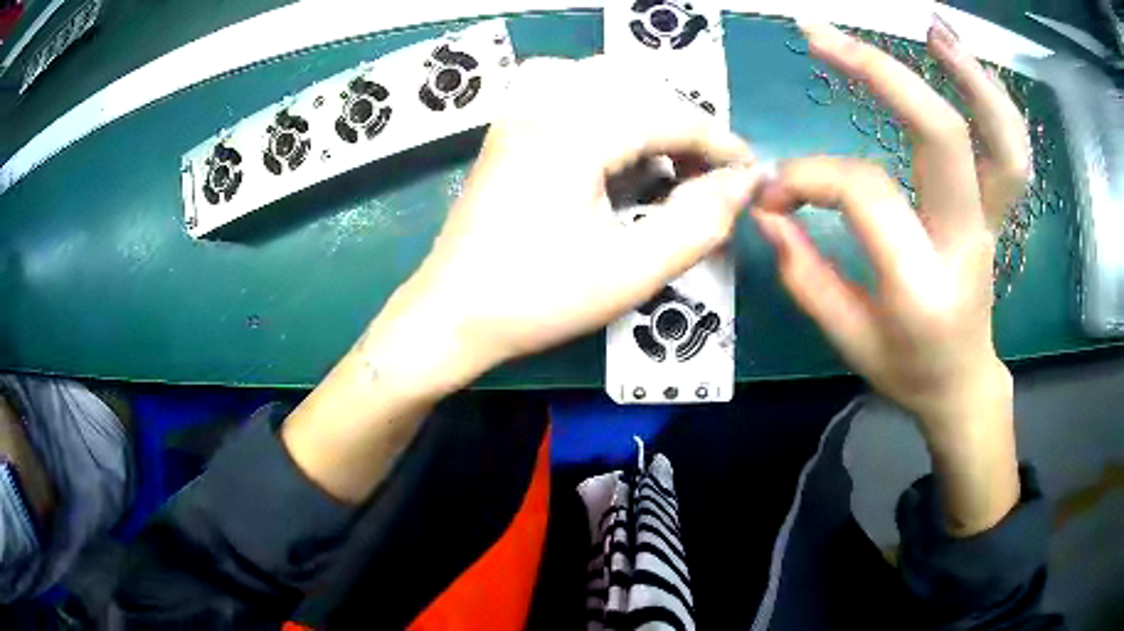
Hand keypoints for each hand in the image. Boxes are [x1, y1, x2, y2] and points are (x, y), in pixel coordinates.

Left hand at [372, 56, 761, 392]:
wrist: (450, 314)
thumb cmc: (536, 299)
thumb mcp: (630, 271)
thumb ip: (698, 223)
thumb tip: (742, 184)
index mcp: (575, 132)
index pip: (668, 116)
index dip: (718, 142)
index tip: (748, 172)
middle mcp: (544, 105)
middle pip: (639, 88)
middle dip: (685, 126)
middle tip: (707, 176)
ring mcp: (519, 112)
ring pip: (603, 80)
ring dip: (647, 110)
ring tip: (668, 160)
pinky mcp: (507, 128)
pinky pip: (568, 90)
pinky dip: (607, 106)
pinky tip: (613, 142)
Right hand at [751, 19, 1028, 533]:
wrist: (963, 382)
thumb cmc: (907, 369)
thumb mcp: (847, 338)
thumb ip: (804, 273)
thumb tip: (768, 207)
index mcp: (922, 286)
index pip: (865, 194)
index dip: (809, 174)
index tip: (774, 189)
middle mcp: (966, 242)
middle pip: (941, 136)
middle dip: (880, 72)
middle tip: (820, 36)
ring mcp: (992, 222)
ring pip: (1001, 138)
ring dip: (968, 74)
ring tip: (931, 28)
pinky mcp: (998, 210)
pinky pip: (1011, 148)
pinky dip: (993, 97)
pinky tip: (961, 61)